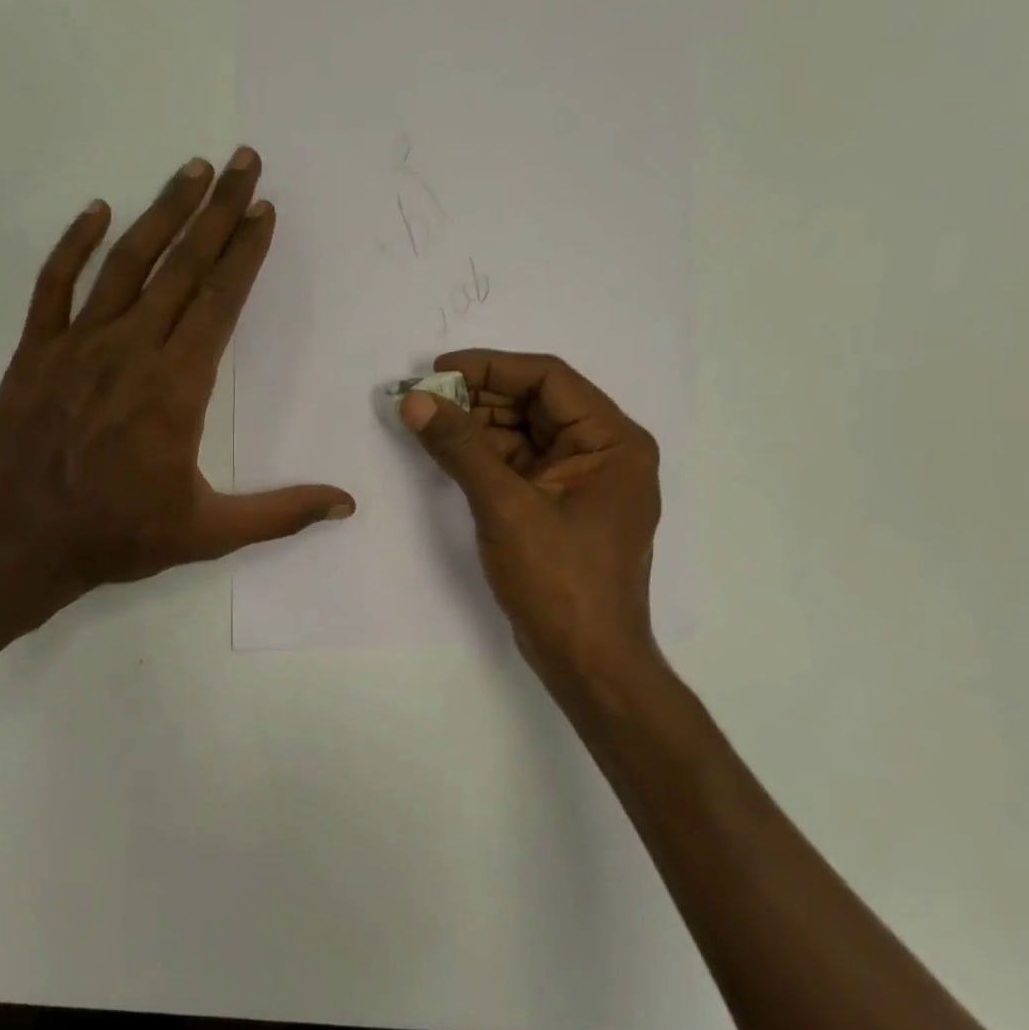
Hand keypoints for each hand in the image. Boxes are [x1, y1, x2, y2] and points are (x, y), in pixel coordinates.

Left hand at [0, 148, 353, 623]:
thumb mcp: (209, 532)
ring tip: (191, 170)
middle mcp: (131, 350)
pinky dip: (74, 244)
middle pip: (183, 267)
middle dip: (218, 210)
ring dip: (162, 213)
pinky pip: (54, 285)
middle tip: (243, 161)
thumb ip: (281, 513)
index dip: (245, 252)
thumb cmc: (118, 535)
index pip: (220, 302)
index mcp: (176, 386)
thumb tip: (347, 504)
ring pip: (126, 263)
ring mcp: (78, 345)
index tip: (263, 209)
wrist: (17, 543)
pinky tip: (96, 209)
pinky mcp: (34, 351)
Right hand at [400, 351, 659, 689]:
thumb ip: (461, 448)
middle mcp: (603, 453)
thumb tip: (416, 400)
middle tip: (424, 397)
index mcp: (612, 442)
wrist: (587, 662)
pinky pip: (520, 466)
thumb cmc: (559, 581)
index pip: (549, 380)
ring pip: (524, 435)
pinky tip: (447, 452)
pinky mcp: (559, 508)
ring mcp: (582, 483)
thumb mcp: (506, 507)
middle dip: (479, 398)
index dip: (491, 367)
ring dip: (478, 426)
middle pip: (536, 405)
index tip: (438, 369)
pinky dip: (484, 457)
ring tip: (427, 420)